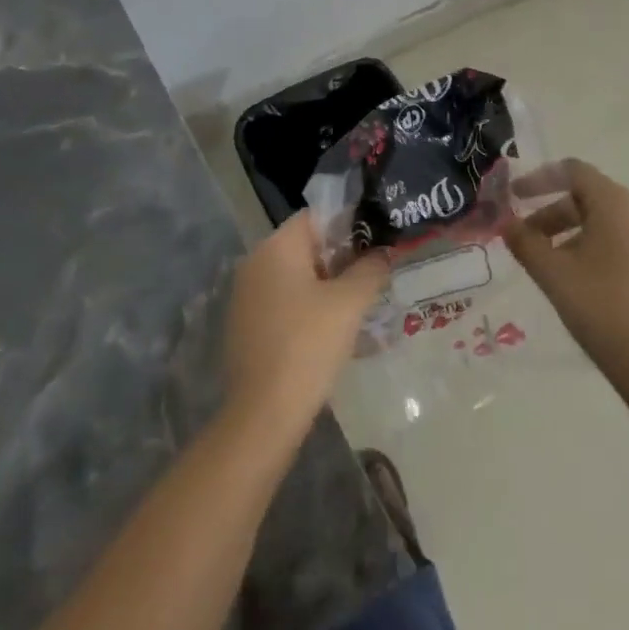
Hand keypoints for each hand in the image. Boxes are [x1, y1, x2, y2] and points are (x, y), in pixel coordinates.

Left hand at [223, 212, 388, 436]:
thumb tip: (382, 252)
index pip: (317, 216)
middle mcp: (255, 262)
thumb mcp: (351, 302)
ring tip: (361, 301)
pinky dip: (308, 305)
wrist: (265, 413)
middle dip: (342, 256)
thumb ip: (371, 268)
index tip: (378, 242)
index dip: (350, 224)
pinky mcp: (246, 324)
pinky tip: (333, 328)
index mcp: (276, 247)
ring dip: (327, 283)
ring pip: (296, 275)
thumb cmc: (309, 344)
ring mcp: (246, 295)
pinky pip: (284, 300)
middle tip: (375, 273)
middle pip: (307, 245)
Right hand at [504, 159, 628, 405]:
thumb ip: (525, 242)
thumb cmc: (602, 309)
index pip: (573, 172)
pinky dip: (603, 247)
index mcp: (617, 203)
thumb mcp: (553, 275)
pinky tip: (589, 279)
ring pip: (610, 221)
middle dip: (554, 214)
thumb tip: (506, 223)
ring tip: (555, 264)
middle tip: (528, 240)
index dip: (539, 179)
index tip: (515, 196)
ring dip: (577, 232)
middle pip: (590, 197)